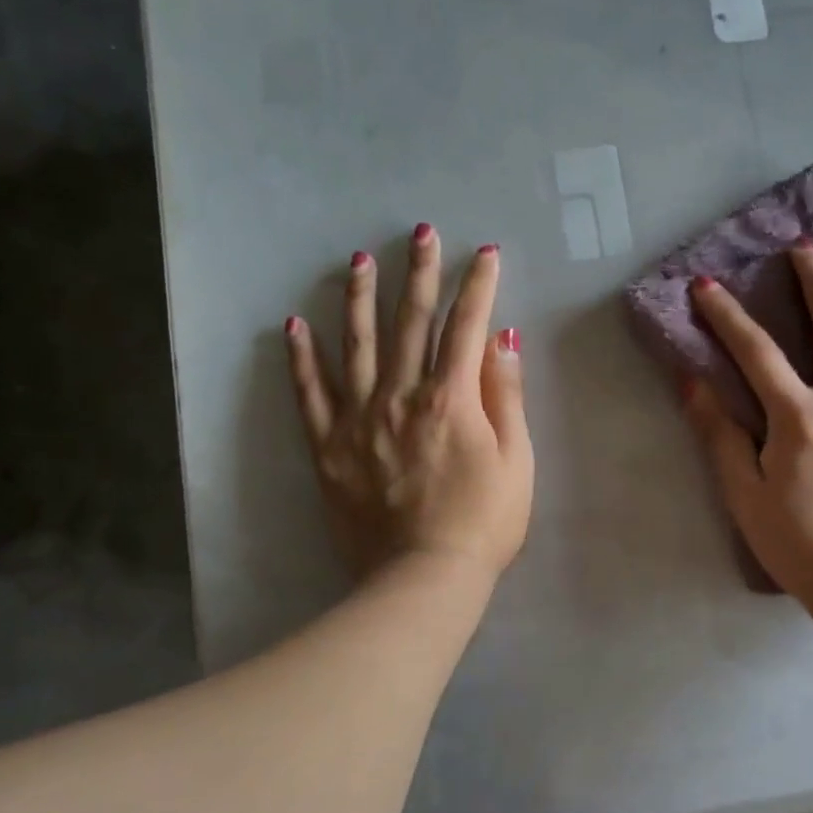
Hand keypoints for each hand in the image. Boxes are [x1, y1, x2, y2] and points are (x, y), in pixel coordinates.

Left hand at [284, 227, 533, 584]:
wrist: (423, 580)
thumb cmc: (484, 523)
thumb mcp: (517, 461)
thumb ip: (506, 395)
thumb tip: (501, 338)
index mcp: (452, 398)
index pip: (466, 326)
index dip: (477, 286)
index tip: (483, 253)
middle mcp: (401, 396)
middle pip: (410, 322)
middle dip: (420, 273)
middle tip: (420, 233)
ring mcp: (359, 420)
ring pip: (356, 345)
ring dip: (359, 298)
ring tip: (359, 260)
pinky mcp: (329, 448)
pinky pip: (311, 395)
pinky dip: (302, 359)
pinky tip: (295, 325)